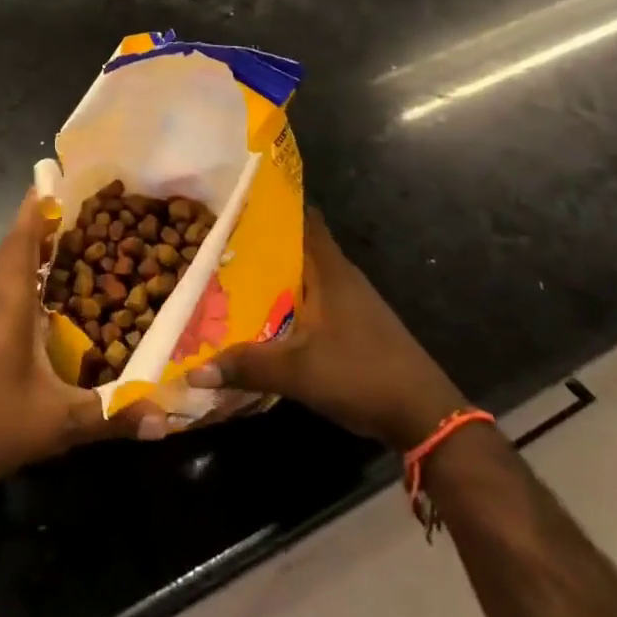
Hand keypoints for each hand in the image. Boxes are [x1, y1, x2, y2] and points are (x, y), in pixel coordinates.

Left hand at [0, 191, 166, 499]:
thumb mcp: (54, 422)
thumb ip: (108, 416)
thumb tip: (164, 419)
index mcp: (9, 296)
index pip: (24, 234)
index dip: (41, 204)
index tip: (63, 178)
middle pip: (18, 245)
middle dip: (47, 225)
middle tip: (87, 213)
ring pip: (8, 267)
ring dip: (35, 251)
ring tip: (75, 246)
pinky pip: (2, 289)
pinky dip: (25, 279)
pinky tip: (47, 300)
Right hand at [187, 209, 467, 451]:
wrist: (424, 415)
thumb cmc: (360, 374)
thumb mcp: (297, 372)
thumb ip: (246, 365)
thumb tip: (193, 372)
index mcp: (329, 269)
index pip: (304, 217)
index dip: (274, 205)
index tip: (238, 201)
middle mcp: (341, 276)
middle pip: (299, 245)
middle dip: (262, 242)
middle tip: (220, 242)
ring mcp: (352, 301)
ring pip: (306, 274)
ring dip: (276, 274)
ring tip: (232, 275)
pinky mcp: (356, 324)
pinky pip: (315, 298)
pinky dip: (290, 299)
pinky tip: (266, 315)